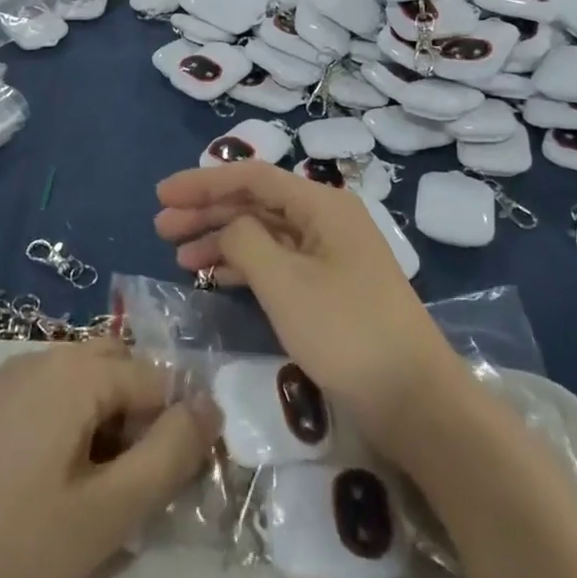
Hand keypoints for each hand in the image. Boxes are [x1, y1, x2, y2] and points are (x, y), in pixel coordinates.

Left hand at [0, 341, 216, 577]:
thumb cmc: (5, 545)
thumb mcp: (107, 513)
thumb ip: (171, 456)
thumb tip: (210, 408)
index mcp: (81, 368)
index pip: (161, 383)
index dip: (176, 437)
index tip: (166, 497)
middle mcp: (46, 356)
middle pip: (122, 377)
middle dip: (141, 430)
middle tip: (129, 499)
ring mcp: (9, 379)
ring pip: (85, 394)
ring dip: (105, 440)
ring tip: (89, 509)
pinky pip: (49, 409)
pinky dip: (68, 443)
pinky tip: (46, 502)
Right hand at [154, 162, 466, 451]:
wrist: (415, 399)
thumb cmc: (346, 332)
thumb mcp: (285, 282)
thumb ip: (245, 241)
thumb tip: (228, 228)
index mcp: (321, 204)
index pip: (251, 177)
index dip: (202, 182)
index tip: (161, 195)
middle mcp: (326, 219)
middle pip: (256, 202)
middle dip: (207, 211)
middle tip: (161, 228)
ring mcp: (330, 253)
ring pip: (265, 232)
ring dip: (222, 239)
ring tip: (179, 257)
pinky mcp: (330, 286)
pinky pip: (278, 261)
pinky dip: (245, 265)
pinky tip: (215, 276)